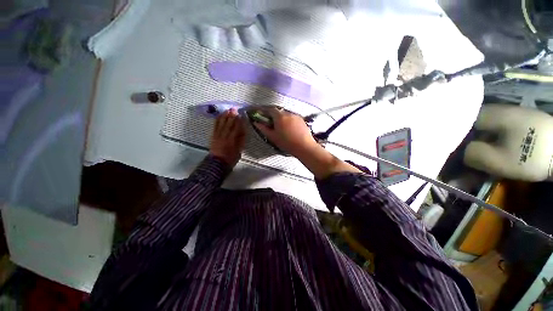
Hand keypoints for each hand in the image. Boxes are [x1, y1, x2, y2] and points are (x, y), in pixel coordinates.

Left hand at [209, 109, 245, 166]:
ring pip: (221, 123)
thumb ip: (241, 140)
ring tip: (227, 110)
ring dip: (224, 116)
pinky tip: (219, 116)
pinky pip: (215, 126)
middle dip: (231, 116)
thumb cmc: (230, 158)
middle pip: (228, 124)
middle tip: (234, 109)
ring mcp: (218, 135)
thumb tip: (243, 131)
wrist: (217, 163)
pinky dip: (217, 120)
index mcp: (232, 140)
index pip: (236, 128)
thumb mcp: (239, 150)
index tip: (241, 115)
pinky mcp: (213, 135)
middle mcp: (224, 135)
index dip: (238, 121)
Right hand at [254, 107, 360, 178]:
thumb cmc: (289, 145)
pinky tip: (286, 129)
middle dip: (270, 114)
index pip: (269, 109)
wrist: (307, 149)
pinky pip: (290, 118)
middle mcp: (289, 113)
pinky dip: (285, 120)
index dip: (261, 110)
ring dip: (279, 118)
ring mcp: (296, 116)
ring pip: (284, 114)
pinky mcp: (301, 121)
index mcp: (281, 116)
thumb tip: (257, 123)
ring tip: (276, 127)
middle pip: (277, 110)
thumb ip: (265, 129)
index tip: (256, 112)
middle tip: (266, 121)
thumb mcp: (274, 138)